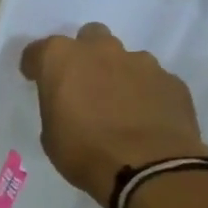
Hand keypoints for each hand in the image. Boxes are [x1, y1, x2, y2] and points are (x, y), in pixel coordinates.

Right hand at [20, 23, 207, 198]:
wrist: (149, 169)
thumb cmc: (85, 152)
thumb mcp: (51, 135)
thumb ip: (58, 107)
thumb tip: (68, 105)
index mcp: (62, 60)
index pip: (38, 51)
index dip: (36, 66)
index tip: (37, 81)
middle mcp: (101, 50)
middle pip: (89, 38)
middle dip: (84, 56)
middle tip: (82, 85)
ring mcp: (141, 62)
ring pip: (124, 58)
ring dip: (117, 74)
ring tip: (118, 106)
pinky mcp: (172, 80)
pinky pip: (151, 80)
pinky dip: (144, 93)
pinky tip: (144, 118)